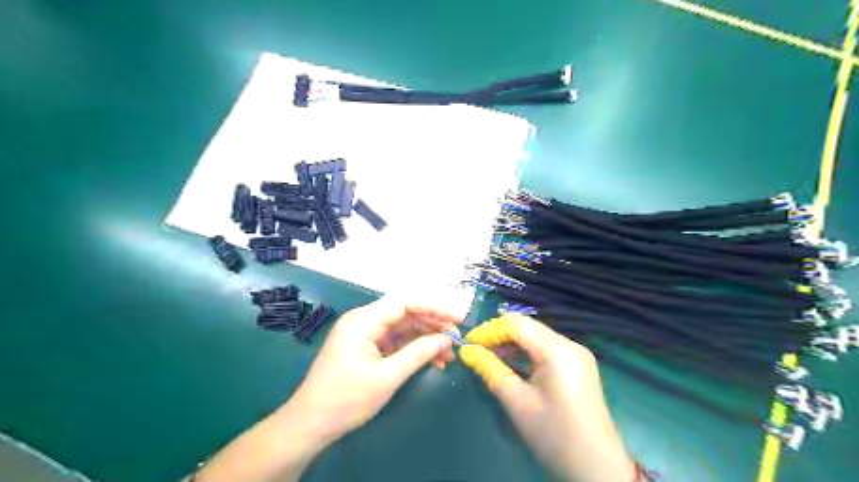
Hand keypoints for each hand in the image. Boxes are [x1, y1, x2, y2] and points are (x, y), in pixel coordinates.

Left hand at [288, 298, 463, 447]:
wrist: (310, 425)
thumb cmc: (346, 399)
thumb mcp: (387, 376)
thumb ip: (419, 353)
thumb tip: (446, 339)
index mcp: (363, 320)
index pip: (405, 302)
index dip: (434, 307)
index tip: (458, 317)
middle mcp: (364, 320)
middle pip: (405, 313)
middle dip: (432, 324)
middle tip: (456, 338)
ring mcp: (364, 334)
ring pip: (402, 328)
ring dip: (425, 339)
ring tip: (448, 354)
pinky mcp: (366, 347)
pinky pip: (395, 341)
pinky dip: (413, 349)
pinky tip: (432, 361)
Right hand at [460, 314, 632, 480]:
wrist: (597, 468)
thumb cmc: (553, 435)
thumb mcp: (516, 401)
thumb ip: (490, 369)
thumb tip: (466, 351)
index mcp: (557, 350)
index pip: (517, 324)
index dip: (489, 330)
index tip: (468, 342)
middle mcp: (570, 344)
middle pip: (528, 327)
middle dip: (499, 335)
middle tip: (475, 349)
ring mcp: (577, 354)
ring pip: (536, 336)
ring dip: (511, 343)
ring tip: (488, 356)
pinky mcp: (578, 365)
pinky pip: (546, 348)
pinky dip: (526, 352)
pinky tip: (510, 363)